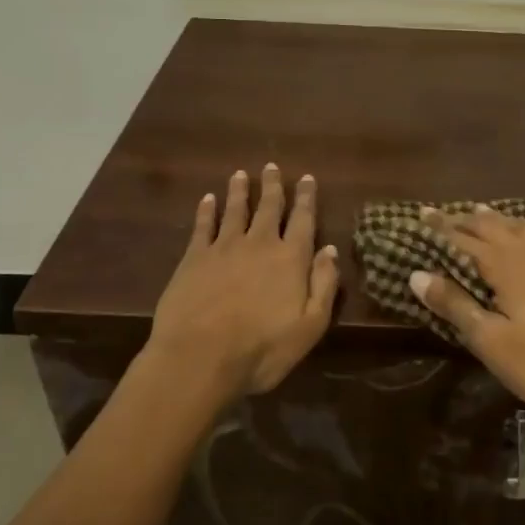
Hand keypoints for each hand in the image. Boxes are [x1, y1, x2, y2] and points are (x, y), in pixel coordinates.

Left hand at [148, 165, 339, 396]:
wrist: (200, 357)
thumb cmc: (263, 349)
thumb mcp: (310, 326)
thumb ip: (323, 285)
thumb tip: (330, 250)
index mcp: (291, 259)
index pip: (303, 220)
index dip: (306, 198)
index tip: (306, 178)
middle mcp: (260, 244)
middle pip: (268, 208)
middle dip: (272, 186)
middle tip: (271, 166)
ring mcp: (224, 248)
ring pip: (235, 210)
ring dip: (239, 191)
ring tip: (240, 174)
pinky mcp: (194, 258)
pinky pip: (203, 226)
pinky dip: (206, 210)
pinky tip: (207, 199)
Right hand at [411, 204, 524, 436]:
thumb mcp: (493, 343)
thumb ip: (456, 305)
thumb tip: (417, 274)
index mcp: (508, 267)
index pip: (465, 238)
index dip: (441, 227)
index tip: (421, 213)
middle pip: (494, 227)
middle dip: (466, 219)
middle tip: (444, 213)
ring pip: (522, 228)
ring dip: (497, 219)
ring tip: (481, 211)